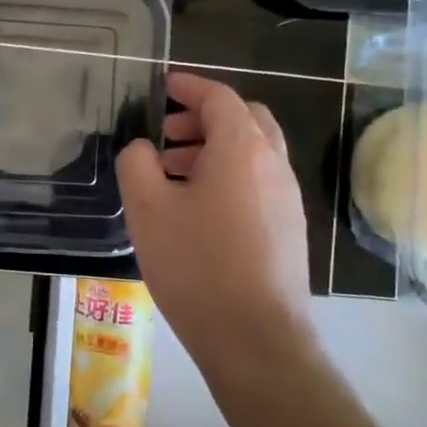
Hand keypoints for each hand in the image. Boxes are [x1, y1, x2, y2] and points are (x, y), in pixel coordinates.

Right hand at [118, 72, 317, 386]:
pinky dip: (230, 175)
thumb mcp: (147, 208)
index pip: (219, 97)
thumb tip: (144, 149)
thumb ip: (137, 162)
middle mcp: (273, 164)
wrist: (256, 340)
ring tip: (175, 173)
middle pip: (245, 119)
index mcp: (242, 148)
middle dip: (205, 117)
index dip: (189, 86)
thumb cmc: (197, 265)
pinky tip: (199, 209)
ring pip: (254, 152)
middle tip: (168, 134)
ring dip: (216, 148)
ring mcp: (287, 198)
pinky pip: (259, 181)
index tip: (163, 85)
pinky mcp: (289, 229)